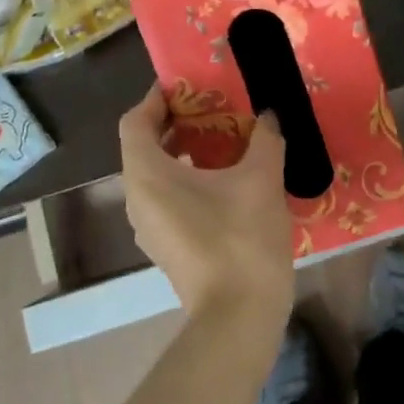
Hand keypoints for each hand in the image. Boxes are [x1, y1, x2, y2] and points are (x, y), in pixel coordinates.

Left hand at [117, 86, 295, 324]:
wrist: (239, 317)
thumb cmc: (241, 237)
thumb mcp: (261, 178)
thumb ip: (265, 138)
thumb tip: (268, 116)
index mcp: (147, 175)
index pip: (135, 122)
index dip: (156, 99)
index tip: (187, 86)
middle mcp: (137, 199)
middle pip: (144, 147)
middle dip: (175, 124)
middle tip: (212, 109)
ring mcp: (149, 228)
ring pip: (157, 176)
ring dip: (184, 153)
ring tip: (224, 141)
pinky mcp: (166, 248)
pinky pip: (167, 200)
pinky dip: (188, 181)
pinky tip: (227, 182)